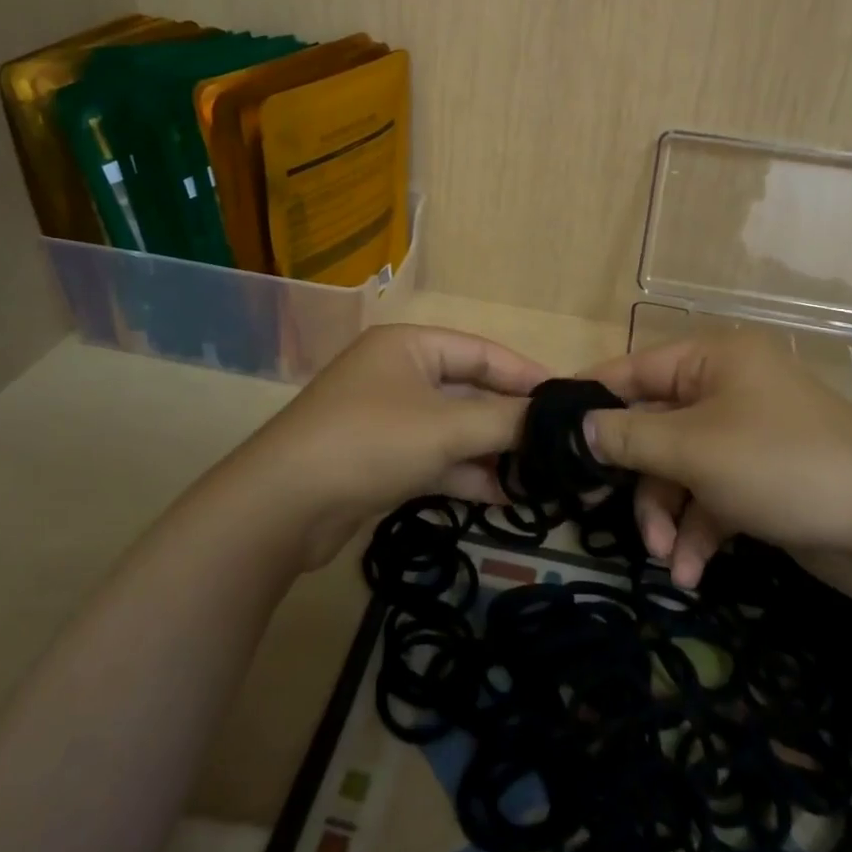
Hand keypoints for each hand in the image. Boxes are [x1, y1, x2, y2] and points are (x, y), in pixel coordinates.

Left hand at [236, 324, 547, 567]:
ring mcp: (388, 418)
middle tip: (557, 446)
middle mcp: (399, 373)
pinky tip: (503, 497)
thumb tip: (557, 419)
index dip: (526, 375)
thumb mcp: (445, 427)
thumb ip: (504, 421)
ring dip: (492, 452)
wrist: (283, 506)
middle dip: (510, 421)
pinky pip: (435, 457)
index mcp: (410, 346)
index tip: (569, 402)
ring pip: (453, 429)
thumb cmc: (370, 442)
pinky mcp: (381, 458)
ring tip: (540, 478)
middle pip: (469, 391)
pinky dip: (465, 474)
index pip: (482, 351)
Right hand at [583, 332, 851, 594]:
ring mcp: (747, 435)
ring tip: (666, 559)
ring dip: (667, 515)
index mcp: (714, 360)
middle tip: (613, 514)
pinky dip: (698, 531)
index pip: (634, 369)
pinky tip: (691, 571)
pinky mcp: (762, 479)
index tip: (554, 430)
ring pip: (680, 468)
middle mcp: (728, 389)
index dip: (594, 399)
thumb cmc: (783, 467)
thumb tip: (578, 425)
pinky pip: (711, 496)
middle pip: (655, 427)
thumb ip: (628, 437)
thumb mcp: (694, 450)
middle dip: (639, 480)